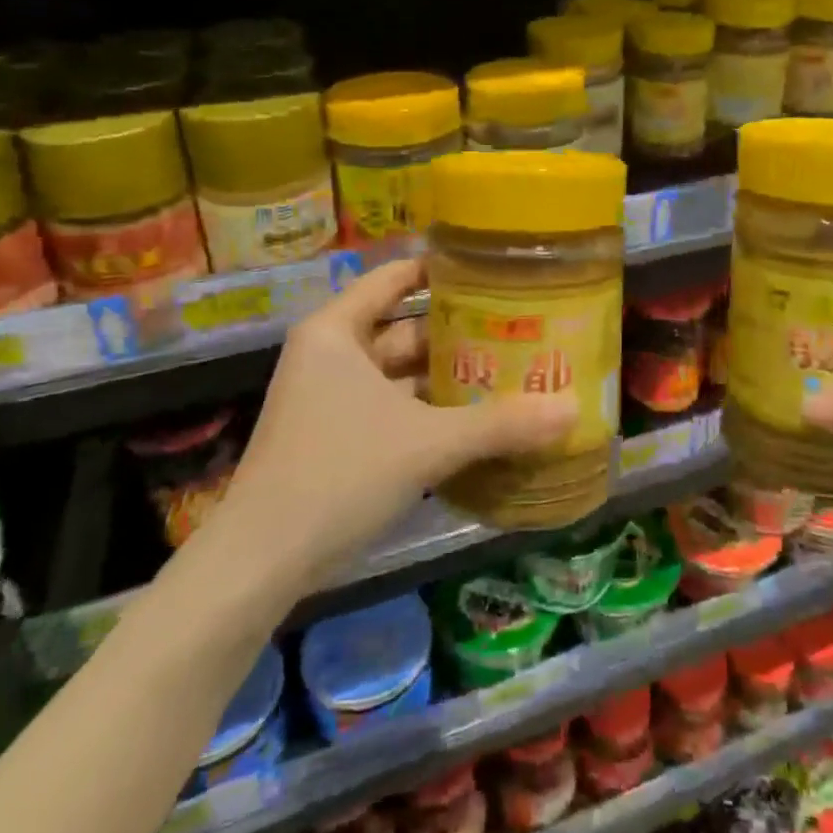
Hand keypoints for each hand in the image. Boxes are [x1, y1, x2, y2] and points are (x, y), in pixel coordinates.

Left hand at [213, 259, 576, 587]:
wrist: (260, 562)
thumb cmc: (338, 474)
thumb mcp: (426, 443)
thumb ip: (500, 424)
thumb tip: (572, 409)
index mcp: (338, 332)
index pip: (396, 279)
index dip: (443, 271)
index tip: (494, 270)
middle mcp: (331, 355)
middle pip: (405, 328)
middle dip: (459, 332)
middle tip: (519, 328)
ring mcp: (331, 398)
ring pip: (401, 373)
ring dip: (448, 376)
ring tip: (510, 372)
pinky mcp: (336, 437)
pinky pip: (393, 408)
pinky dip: (430, 411)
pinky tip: (477, 421)